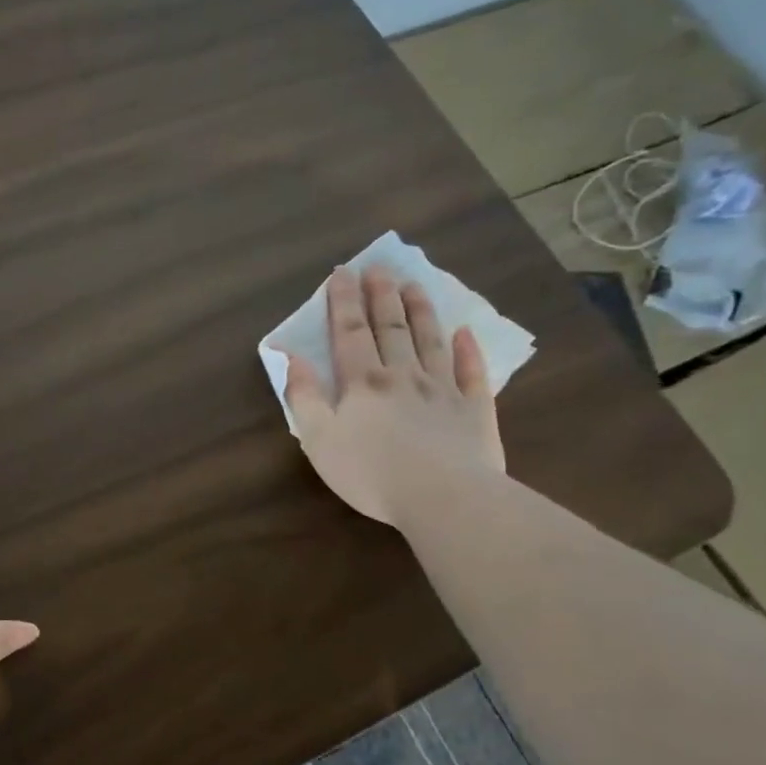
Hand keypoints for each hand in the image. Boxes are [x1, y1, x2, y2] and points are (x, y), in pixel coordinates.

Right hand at [284, 264, 504, 529]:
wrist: (442, 497)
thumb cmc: (370, 472)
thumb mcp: (318, 439)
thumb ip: (303, 396)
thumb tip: (291, 358)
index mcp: (363, 383)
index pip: (349, 333)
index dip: (343, 302)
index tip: (342, 272)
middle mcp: (403, 375)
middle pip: (391, 328)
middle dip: (381, 296)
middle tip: (379, 268)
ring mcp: (443, 390)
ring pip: (430, 341)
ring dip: (421, 312)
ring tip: (414, 285)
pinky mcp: (474, 411)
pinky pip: (471, 373)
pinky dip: (468, 351)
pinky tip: (466, 333)